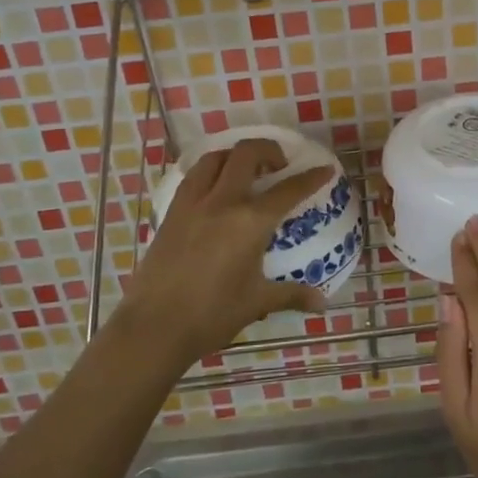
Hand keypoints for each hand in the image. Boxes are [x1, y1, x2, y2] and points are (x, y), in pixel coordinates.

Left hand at [117, 138, 333, 367]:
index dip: (310, 178)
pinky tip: (215, 189)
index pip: (288, 191)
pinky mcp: (171, 213)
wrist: (153, 327)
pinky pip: (193, 177)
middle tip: (279, 166)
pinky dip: (210, 171)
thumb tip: (322, 304)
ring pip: (215, 158)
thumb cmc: (211, 315)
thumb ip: (291, 295)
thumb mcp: (256, 302)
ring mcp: (193, 204)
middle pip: (246, 155)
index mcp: (250, 222)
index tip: (324, 170)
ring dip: (235, 156)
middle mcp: (222, 202)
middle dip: (268, 150)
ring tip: (246, 170)